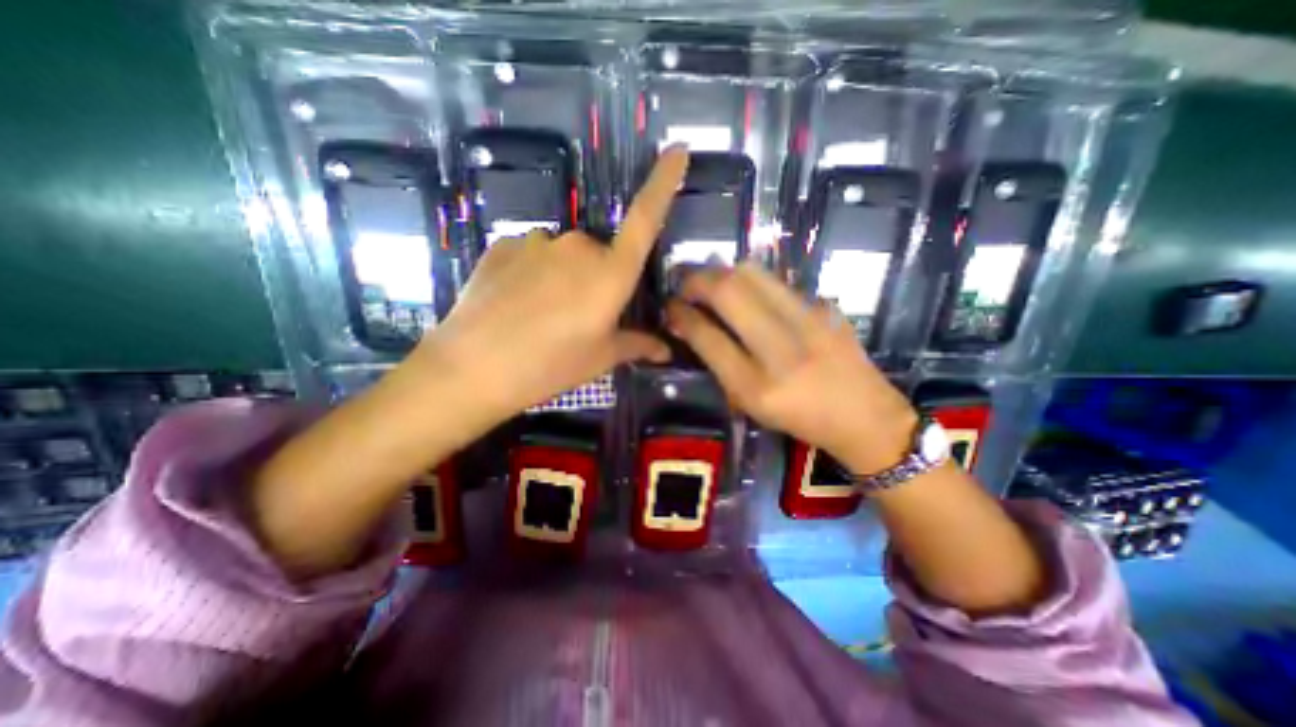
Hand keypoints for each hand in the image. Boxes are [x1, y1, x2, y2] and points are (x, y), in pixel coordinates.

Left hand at [421, 144, 693, 419]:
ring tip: (544, 315)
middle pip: (601, 253)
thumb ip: (637, 345)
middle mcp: (579, 246)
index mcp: (611, 273)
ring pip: (565, 255)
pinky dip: (534, 274)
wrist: (472, 367)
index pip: (646, 218)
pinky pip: (533, 255)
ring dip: (565, 277)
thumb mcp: (600, 358)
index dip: (663, 183)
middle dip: (598, 279)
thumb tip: (666, 350)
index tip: (677, 150)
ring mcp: (537, 241)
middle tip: (580, 318)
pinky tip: (518, 304)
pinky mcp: (504, 245)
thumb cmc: (550, 365)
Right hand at [668, 265, 920, 472]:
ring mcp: (808, 320)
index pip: (707, 335)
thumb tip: (691, 325)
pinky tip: (746, 294)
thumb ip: (718, 362)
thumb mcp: (749, 403)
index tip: (670, 306)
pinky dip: (749, 281)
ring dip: (721, 272)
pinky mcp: (824, 306)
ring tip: (710, 283)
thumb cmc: (799, 418)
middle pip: (728, 290)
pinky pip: (774, 281)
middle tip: (685, 286)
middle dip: (696, 280)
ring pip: (751, 273)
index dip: (681, 314)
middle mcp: (781, 349)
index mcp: (756, 385)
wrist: (865, 415)